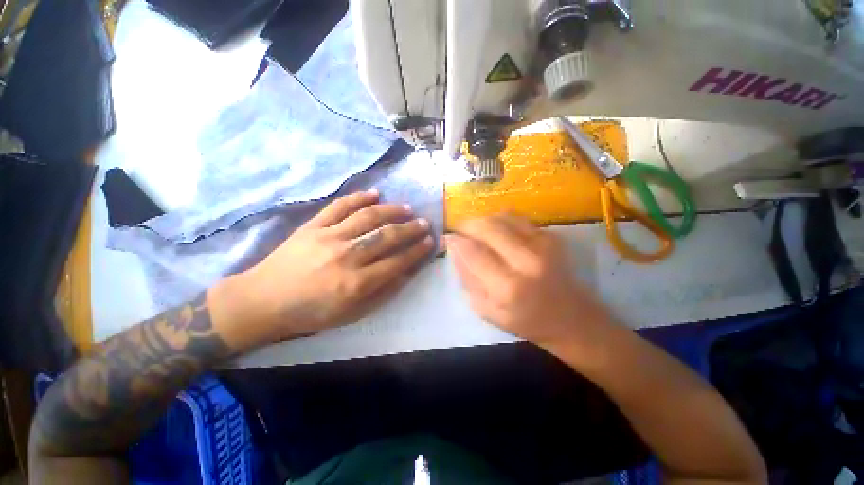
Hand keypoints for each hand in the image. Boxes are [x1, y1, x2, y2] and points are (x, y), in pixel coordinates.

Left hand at [212, 190, 433, 347]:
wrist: (264, 301)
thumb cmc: (312, 313)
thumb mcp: (352, 314)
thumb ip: (383, 292)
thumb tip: (407, 272)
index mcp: (357, 283)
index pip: (397, 261)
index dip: (417, 251)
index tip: (430, 241)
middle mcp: (346, 257)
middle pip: (387, 236)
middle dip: (411, 229)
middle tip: (424, 222)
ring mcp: (329, 237)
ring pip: (368, 217)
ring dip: (392, 210)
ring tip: (406, 208)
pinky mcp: (313, 226)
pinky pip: (339, 206)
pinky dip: (359, 197)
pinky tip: (375, 193)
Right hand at [447, 213, 611, 348]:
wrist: (571, 317)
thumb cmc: (525, 320)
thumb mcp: (487, 310)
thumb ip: (467, 279)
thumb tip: (454, 249)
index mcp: (508, 287)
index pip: (473, 252)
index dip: (456, 240)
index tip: (447, 238)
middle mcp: (526, 261)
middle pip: (487, 227)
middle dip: (466, 224)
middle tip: (458, 229)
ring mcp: (542, 245)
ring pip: (501, 217)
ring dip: (482, 220)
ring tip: (474, 229)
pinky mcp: (551, 236)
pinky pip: (516, 218)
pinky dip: (499, 219)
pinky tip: (495, 230)